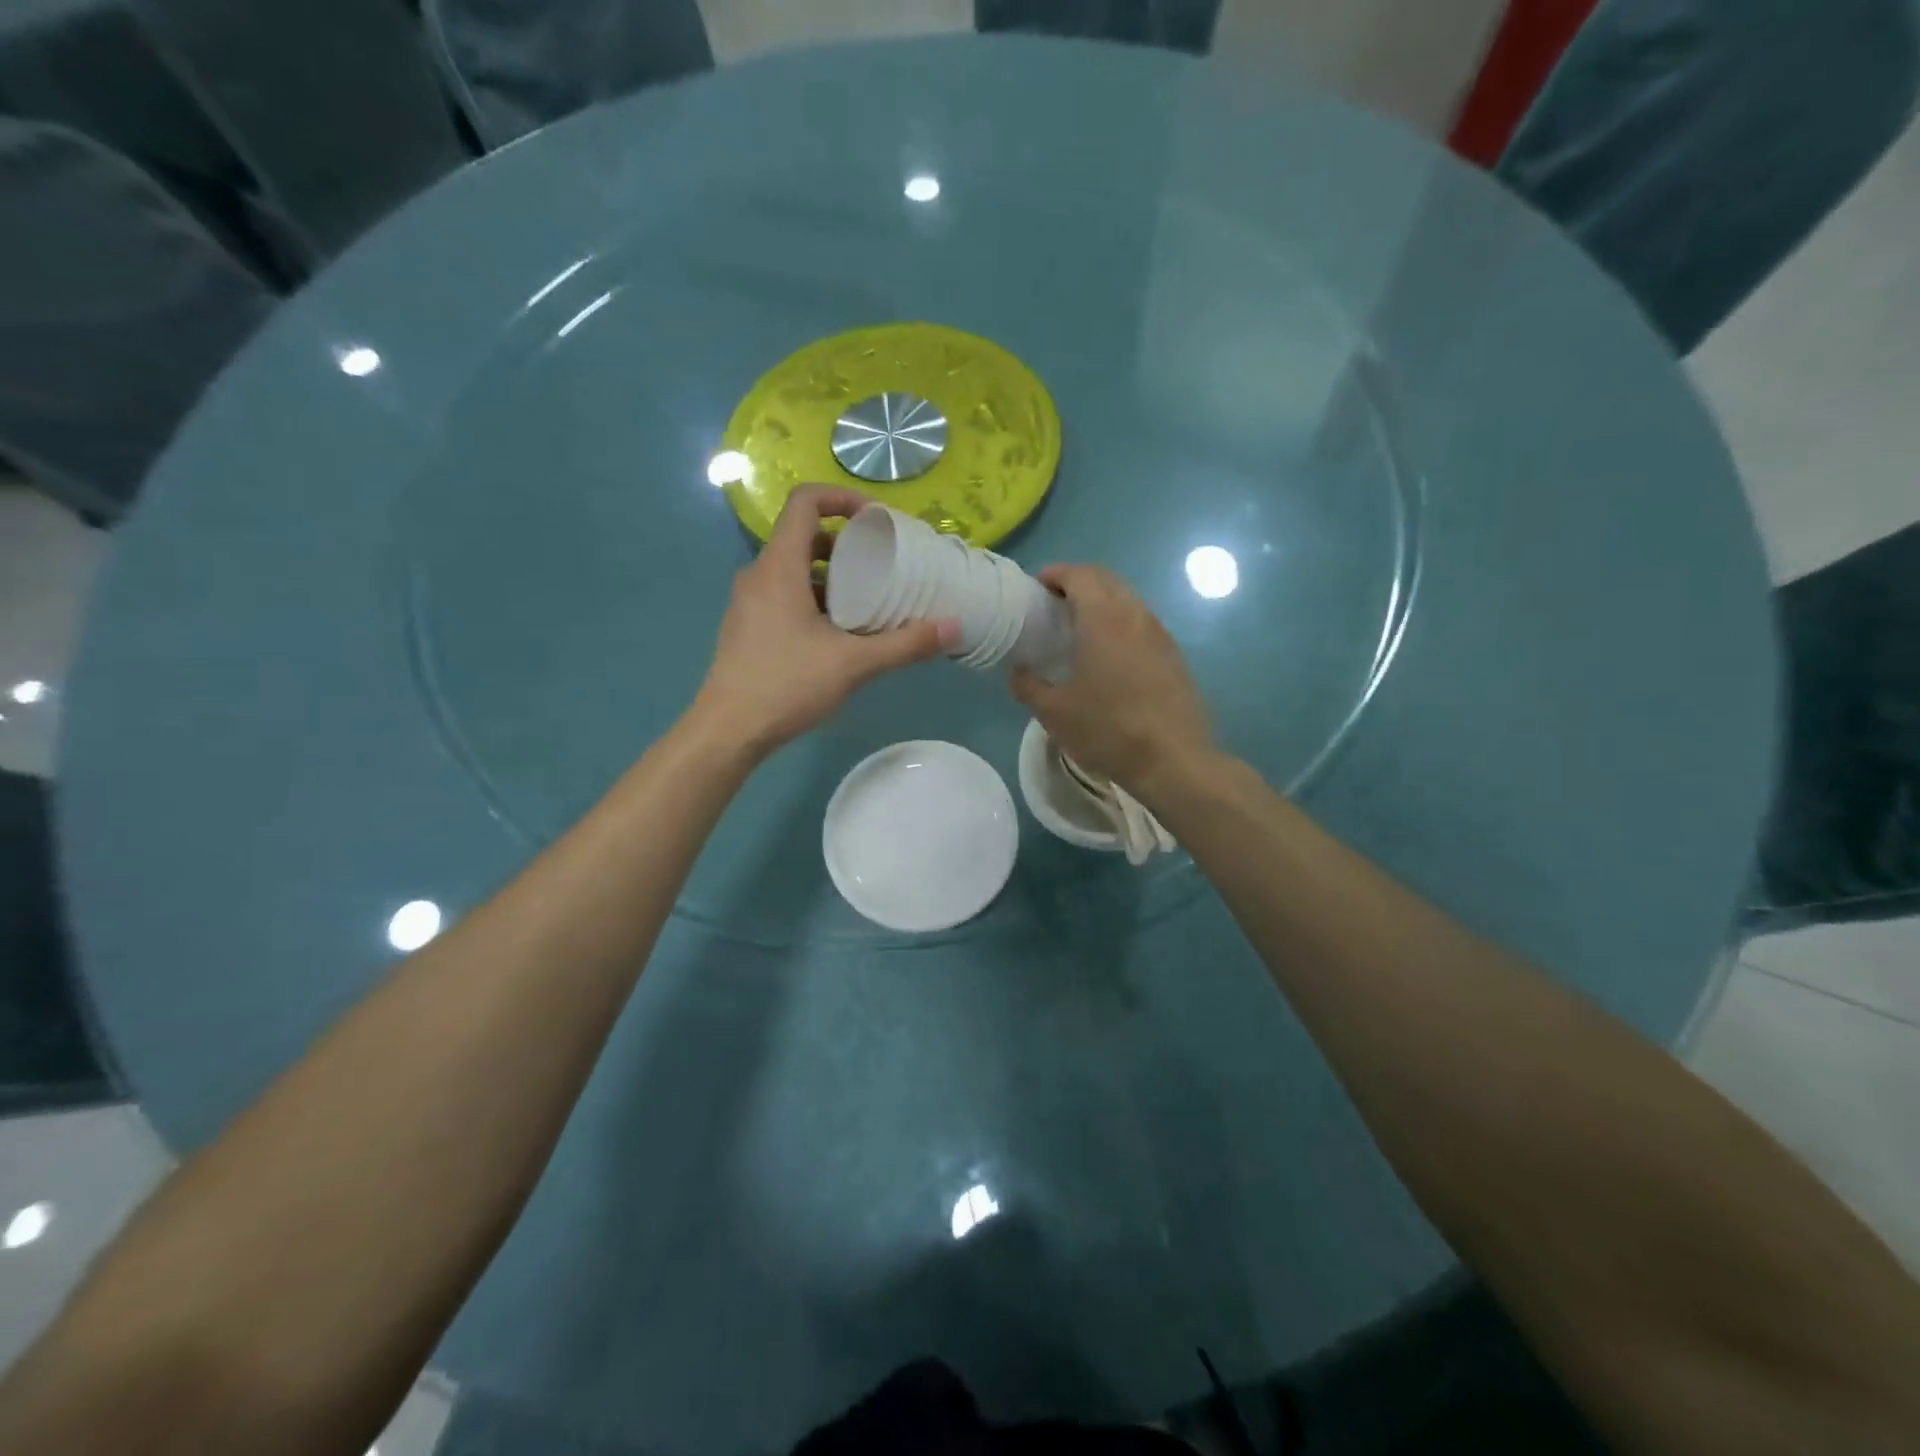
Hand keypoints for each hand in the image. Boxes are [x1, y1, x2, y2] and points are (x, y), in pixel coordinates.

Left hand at [693, 486, 955, 756]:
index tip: (877, 521)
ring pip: (795, 569)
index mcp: (779, 567)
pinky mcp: (748, 626)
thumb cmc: (787, 685)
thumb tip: (954, 627)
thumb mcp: (854, 664)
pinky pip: (784, 594)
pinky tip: (839, 633)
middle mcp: (759, 574)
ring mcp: (749, 601)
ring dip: (832, 575)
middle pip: (803, 536)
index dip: (842, 498)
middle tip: (882, 564)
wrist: (729, 730)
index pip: (805, 502)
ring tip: (868, 600)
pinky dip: (815, 598)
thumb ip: (905, 644)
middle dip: (846, 543)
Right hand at [1009, 565, 1212, 797]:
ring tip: (1079, 627)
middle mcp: (1135, 616)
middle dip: (1078, 582)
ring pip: (1128, 600)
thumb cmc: (1108, 730)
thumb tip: (1018, 671)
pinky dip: (1120, 622)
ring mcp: (1160, 634)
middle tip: (1054, 604)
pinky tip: (1109, 653)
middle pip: (1106, 580)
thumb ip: (1028, 685)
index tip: (1037, 586)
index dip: (1056, 574)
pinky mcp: (1174, 655)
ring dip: (1102, 601)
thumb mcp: (1054, 713)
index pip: (1079, 575)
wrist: (1173, 760)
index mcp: (1103, 619)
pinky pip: (1142, 623)